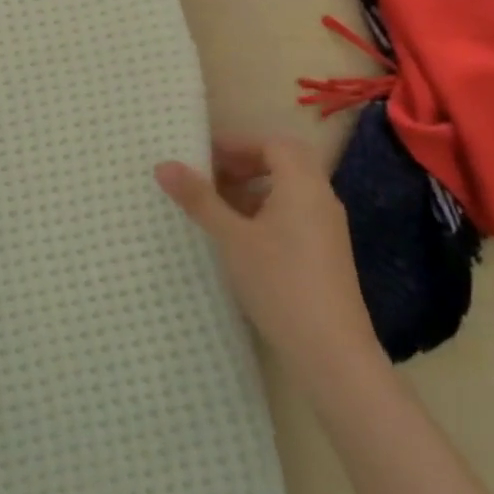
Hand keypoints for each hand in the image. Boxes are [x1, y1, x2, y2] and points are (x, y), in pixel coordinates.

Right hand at [156, 135, 381, 379]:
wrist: (330, 350)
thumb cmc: (278, 282)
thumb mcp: (231, 238)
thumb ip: (199, 199)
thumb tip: (163, 165)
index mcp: (302, 184)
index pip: (272, 143)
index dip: (237, 144)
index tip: (202, 156)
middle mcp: (320, 198)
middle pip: (284, 162)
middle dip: (245, 163)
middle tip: (209, 176)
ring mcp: (326, 227)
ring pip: (289, 189)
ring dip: (253, 188)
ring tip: (217, 207)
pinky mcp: (325, 252)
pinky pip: (294, 213)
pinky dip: (265, 211)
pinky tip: (240, 237)